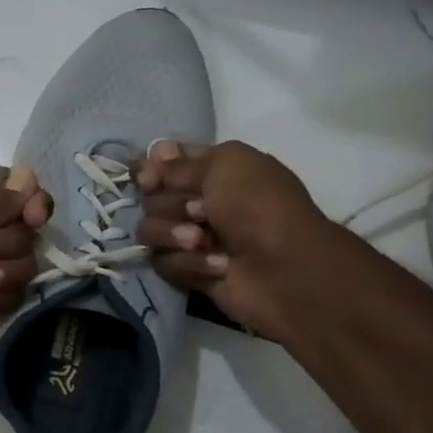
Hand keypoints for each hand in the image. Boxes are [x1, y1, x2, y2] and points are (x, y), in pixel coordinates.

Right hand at [136, 139, 329, 336]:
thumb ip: (178, 163)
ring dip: (172, 234)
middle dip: (170, 204)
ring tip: (201, 241)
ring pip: (148, 231)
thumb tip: (147, 164)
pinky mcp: (189, 271)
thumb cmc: (259, 207)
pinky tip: (218, 265)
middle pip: (150, 198)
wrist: (285, 268)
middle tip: (201, 211)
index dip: (152, 169)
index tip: (150, 178)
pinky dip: (189, 263)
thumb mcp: (224, 165)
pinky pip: (162, 262)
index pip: (163, 162)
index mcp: (213, 170)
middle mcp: (199, 202)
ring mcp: (192, 238)